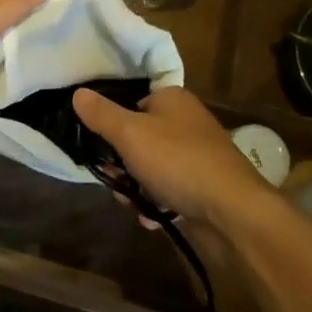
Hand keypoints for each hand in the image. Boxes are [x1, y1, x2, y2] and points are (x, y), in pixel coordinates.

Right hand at [72, 86, 273, 225]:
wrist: (233, 212)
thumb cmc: (178, 162)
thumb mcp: (130, 134)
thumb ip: (101, 114)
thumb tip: (78, 92)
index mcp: (172, 99)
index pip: (131, 104)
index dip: (112, 127)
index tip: (101, 150)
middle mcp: (186, 122)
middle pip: (138, 140)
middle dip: (122, 166)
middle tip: (117, 183)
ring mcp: (197, 155)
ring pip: (150, 169)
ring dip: (136, 189)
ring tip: (136, 207)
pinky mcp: (204, 186)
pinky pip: (169, 190)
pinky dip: (157, 204)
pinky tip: (153, 219)